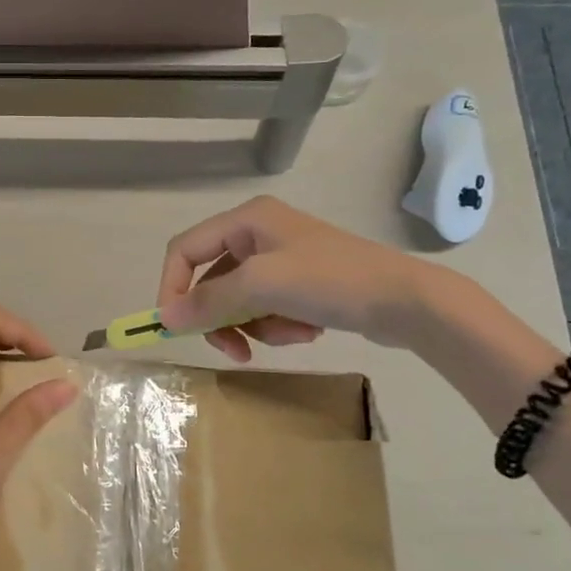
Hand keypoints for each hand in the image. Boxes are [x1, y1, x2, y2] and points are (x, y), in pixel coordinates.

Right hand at [157, 196, 436, 360]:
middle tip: (233, 350)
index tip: (173, 327)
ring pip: (237, 301)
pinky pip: (265, 309)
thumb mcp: (262, 287)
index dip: (172, 288)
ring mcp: (280, 259)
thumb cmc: (330, 280)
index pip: (184, 250)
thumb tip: (164, 318)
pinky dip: (277, 326)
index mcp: (246, 220)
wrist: (406, 301)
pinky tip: (305, 331)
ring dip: (255, 326)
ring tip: (290, 335)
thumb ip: (209, 301)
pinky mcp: (298, 283)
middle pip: (211, 281)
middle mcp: (257, 234)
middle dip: (222, 318)